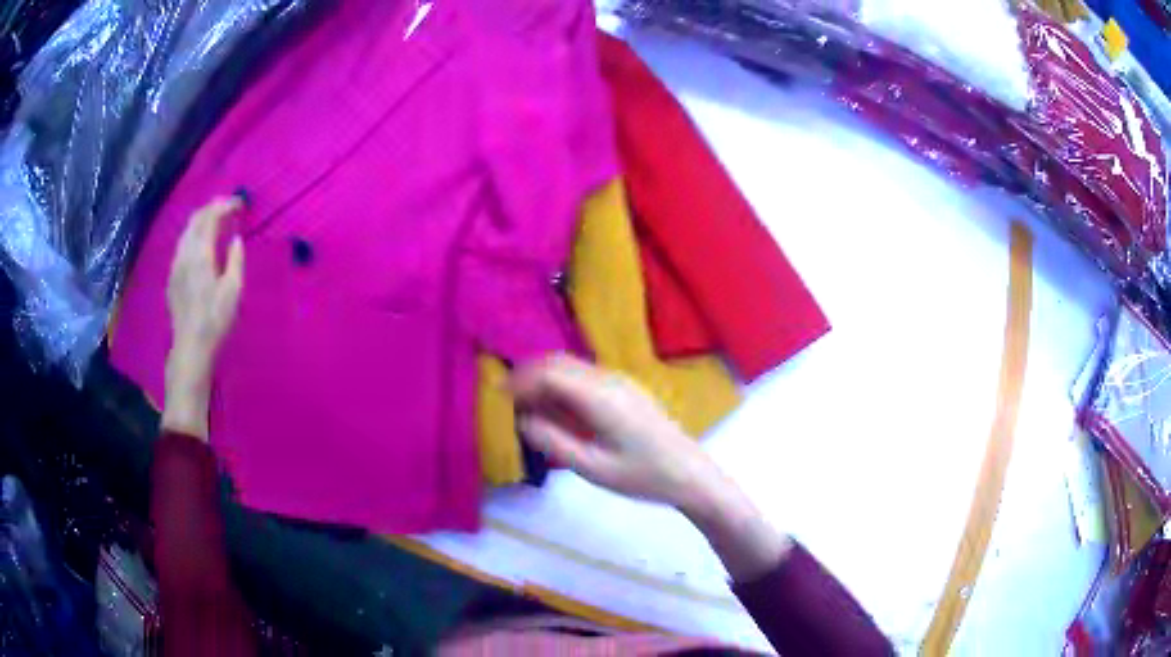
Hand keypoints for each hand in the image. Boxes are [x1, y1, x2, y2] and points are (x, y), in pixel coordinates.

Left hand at [162, 197, 244, 439]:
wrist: (190, 347)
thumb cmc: (215, 321)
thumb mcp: (233, 291)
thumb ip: (235, 260)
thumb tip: (236, 238)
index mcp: (200, 253)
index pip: (210, 217)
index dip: (225, 205)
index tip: (240, 204)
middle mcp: (184, 254)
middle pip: (195, 219)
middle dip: (212, 208)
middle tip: (229, 208)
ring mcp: (175, 265)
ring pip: (186, 231)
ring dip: (201, 221)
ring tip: (216, 222)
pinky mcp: (172, 277)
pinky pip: (182, 245)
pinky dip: (194, 235)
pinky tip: (201, 245)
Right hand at [512, 354, 790, 580]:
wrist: (690, 474)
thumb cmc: (643, 477)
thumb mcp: (593, 467)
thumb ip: (553, 441)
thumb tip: (521, 419)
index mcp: (600, 397)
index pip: (550, 373)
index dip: (520, 380)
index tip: (498, 396)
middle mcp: (610, 379)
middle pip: (559, 363)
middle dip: (529, 376)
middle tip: (508, 401)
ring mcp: (621, 381)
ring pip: (572, 367)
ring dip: (546, 380)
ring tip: (527, 407)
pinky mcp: (626, 388)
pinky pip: (585, 376)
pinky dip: (563, 385)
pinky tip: (558, 410)